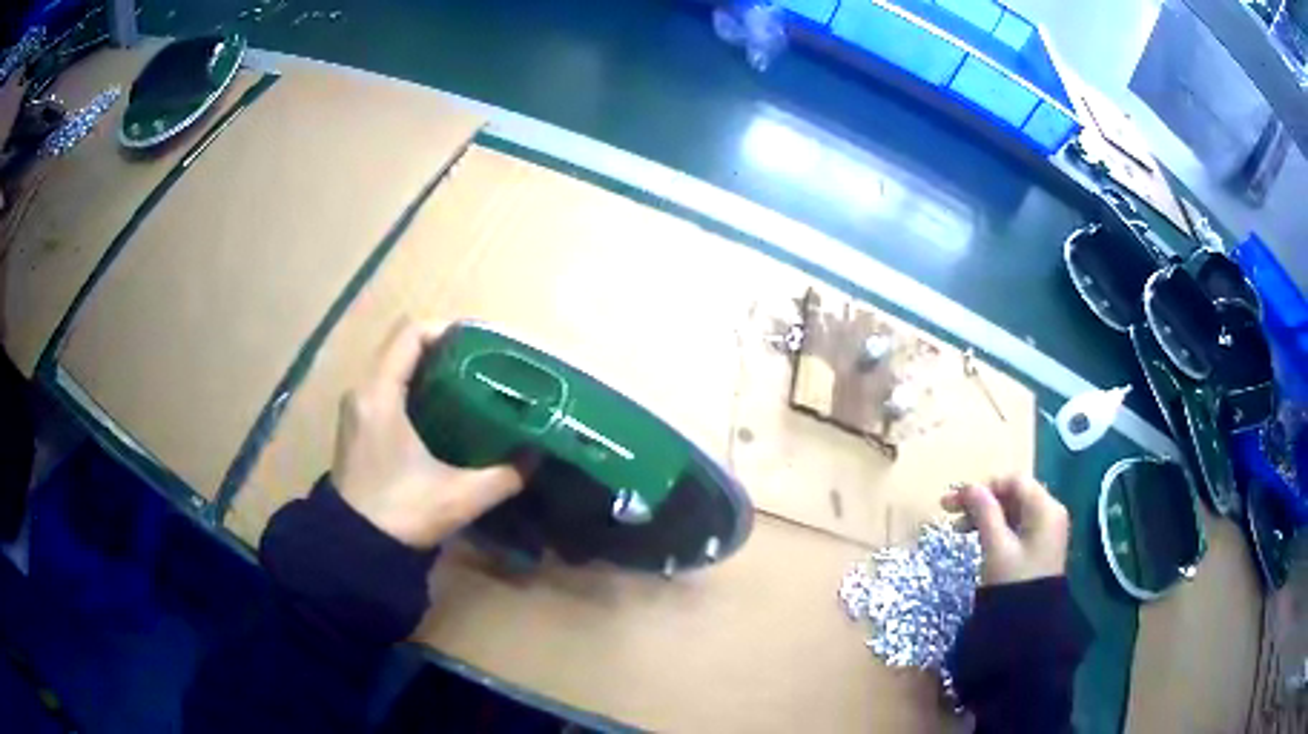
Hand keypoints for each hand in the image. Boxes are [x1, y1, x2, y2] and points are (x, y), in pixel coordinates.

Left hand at [332, 318, 526, 549]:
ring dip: (427, 367)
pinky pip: (386, 386)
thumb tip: (537, 456)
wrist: (356, 548)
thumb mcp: (460, 496)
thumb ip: (504, 475)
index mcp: (380, 394)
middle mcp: (363, 391)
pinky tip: (442, 411)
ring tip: (467, 384)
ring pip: (392, 366)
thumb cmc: (403, 513)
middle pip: (401, 345)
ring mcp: (356, 408)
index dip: (446, 329)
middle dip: (442, 348)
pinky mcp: (357, 425)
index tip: (480, 344)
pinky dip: (413, 386)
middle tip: (481, 365)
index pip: (410, 333)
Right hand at [941, 476, 1070, 586]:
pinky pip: (1016, 526)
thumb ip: (984, 512)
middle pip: (1013, 494)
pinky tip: (977, 538)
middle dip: (981, 501)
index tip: (955, 501)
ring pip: (1012, 511)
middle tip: (948, 512)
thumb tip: (969, 486)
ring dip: (985, 515)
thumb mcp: (996, 546)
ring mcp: (1046, 530)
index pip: (1013, 481)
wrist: (1029, 625)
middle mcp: (1050, 513)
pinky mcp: (1039, 546)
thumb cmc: (1013, 582)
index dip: (984, 486)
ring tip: (958, 529)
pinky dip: (996, 528)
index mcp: (1045, 508)